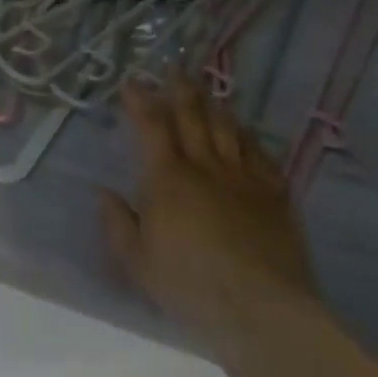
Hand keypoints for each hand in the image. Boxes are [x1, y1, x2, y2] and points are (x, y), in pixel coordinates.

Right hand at [101, 83, 320, 357]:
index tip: (133, 82)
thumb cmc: (191, 286)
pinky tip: (245, 133)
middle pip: (192, 115)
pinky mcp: (274, 192)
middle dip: (180, 88)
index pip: (151, 125)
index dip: (141, 100)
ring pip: (226, 127)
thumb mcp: (138, 264)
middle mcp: (204, 164)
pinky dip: (248, 137)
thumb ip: (117, 224)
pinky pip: (259, 152)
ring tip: (208, 94)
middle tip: (174, 69)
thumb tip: (103, 192)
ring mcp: (242, 175)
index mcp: (167, 177)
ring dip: (214, 106)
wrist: (261, 307)